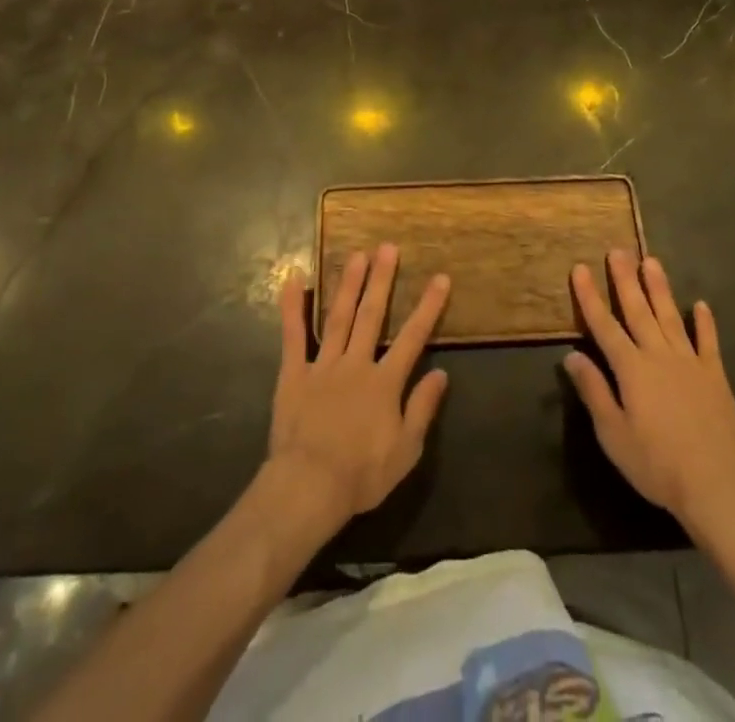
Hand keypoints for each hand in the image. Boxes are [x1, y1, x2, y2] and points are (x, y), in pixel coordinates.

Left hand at [266, 245, 449, 535]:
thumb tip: (441, 373)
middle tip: (388, 247)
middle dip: (382, 280)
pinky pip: (293, 335)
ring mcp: (323, 365)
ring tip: (357, 255)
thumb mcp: (406, 450)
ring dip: (349, 284)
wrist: (310, 487)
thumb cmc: (362, 474)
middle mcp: (356, 363)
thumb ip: (423, 408)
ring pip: (338, 316)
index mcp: (385, 382)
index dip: (428, 306)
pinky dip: (292, 306)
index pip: (413, 337)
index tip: (440, 277)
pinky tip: (294, 278)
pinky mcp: (294, 373)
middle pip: (372, 315)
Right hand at [565, 252, 734, 538]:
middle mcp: (659, 355)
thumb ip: (593, 391)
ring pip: (670, 317)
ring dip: (659, 288)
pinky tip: (701, 305)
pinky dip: (704, 322)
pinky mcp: (715, 376)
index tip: (579, 268)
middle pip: (638, 310)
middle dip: (625, 279)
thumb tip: (571, 355)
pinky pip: (708, 342)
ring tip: (651, 261)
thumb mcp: (613, 434)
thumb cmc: (656, 464)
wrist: (716, 486)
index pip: (604, 325)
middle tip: (617, 250)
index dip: (589, 297)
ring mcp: (690, 363)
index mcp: (631, 369)